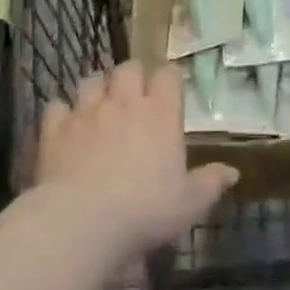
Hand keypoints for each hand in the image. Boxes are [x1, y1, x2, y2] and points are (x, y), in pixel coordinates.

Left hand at [37, 62, 238, 258]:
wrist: (83, 221)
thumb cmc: (145, 210)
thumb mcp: (189, 204)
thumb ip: (211, 183)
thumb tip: (233, 172)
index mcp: (161, 113)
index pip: (168, 75)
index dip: (169, 79)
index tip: (170, 91)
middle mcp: (124, 102)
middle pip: (128, 68)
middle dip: (131, 76)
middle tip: (133, 97)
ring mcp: (87, 111)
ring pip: (91, 80)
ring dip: (96, 90)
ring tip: (98, 107)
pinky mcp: (56, 128)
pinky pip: (57, 107)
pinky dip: (62, 114)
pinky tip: (65, 129)